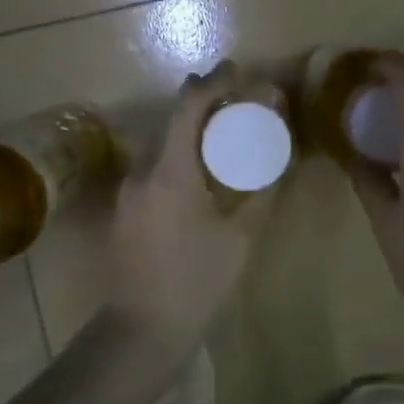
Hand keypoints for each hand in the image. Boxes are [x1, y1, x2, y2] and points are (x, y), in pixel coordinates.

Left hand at [107, 62, 282, 351]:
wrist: (142, 332)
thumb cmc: (197, 284)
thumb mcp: (241, 239)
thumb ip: (263, 194)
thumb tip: (281, 161)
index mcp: (169, 172)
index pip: (187, 107)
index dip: (212, 82)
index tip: (236, 71)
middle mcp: (141, 172)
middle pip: (170, 122)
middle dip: (203, 104)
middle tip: (238, 104)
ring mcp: (127, 191)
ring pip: (160, 145)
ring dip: (189, 132)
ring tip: (223, 136)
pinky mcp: (123, 209)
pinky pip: (152, 168)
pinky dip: (177, 156)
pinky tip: (199, 175)